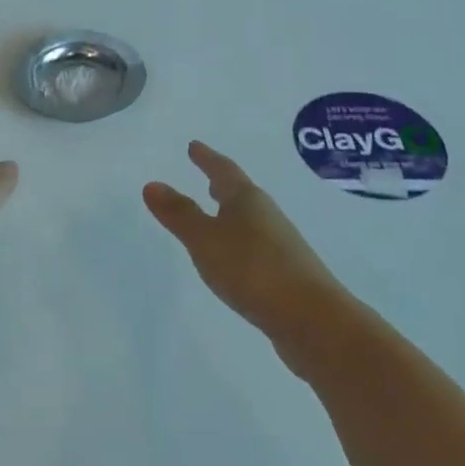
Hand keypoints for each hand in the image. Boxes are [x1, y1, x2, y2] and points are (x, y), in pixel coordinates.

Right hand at [144, 141, 345, 340]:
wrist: (312, 319)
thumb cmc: (253, 269)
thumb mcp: (205, 240)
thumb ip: (179, 214)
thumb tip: (152, 184)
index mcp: (247, 200)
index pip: (223, 171)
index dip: (206, 158)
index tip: (194, 146)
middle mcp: (266, 215)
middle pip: (241, 193)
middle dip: (222, 184)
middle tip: (207, 174)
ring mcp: (280, 245)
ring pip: (249, 220)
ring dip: (231, 214)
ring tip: (216, 214)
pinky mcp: (286, 273)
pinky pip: (255, 246)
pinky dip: (239, 242)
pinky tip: (234, 258)